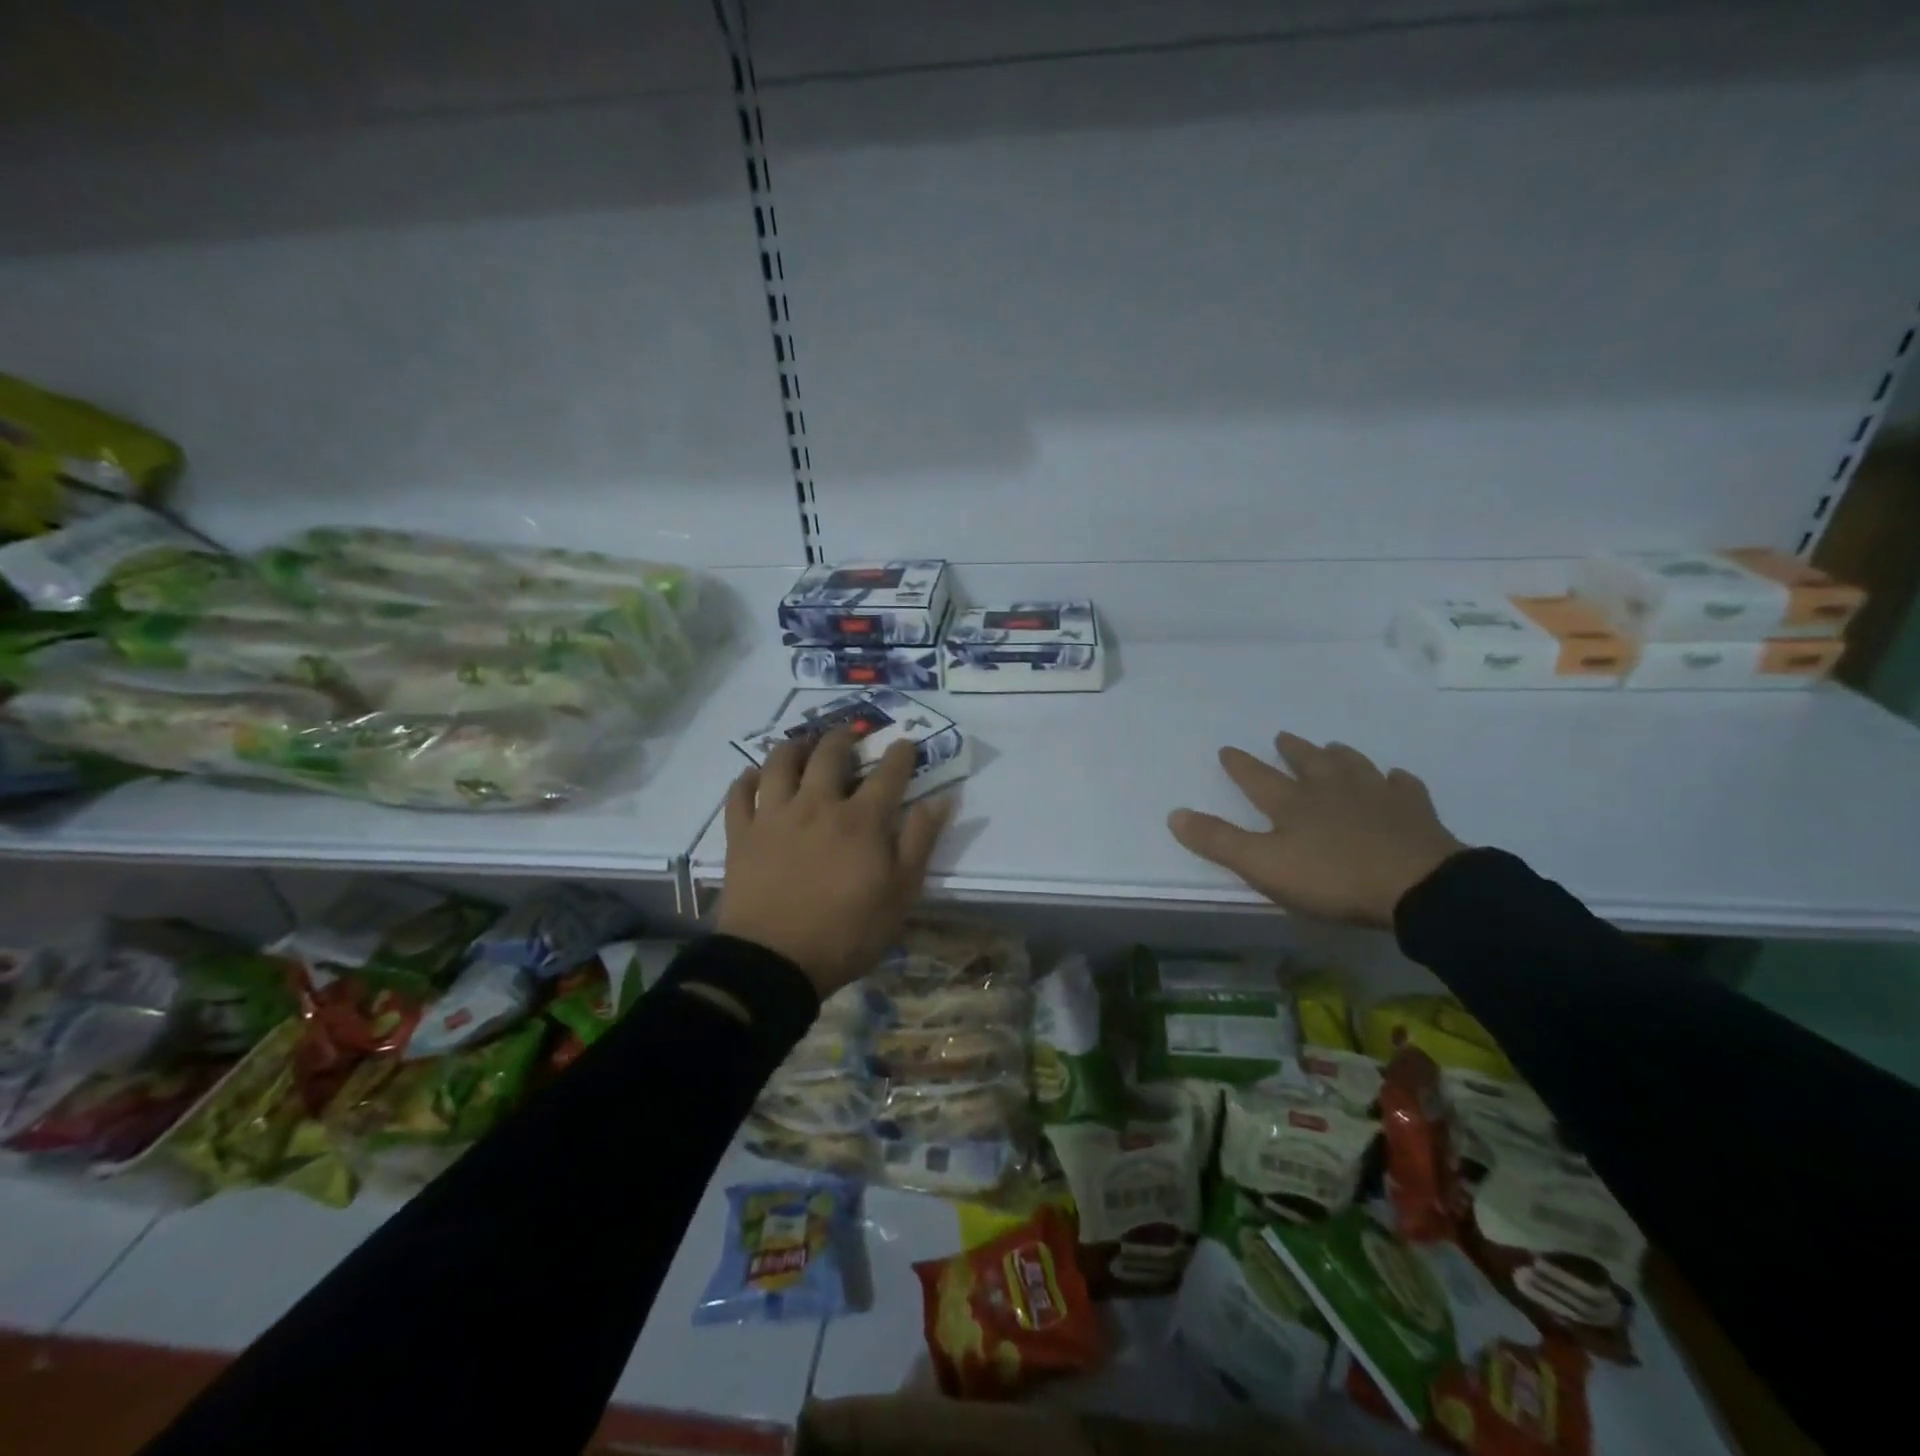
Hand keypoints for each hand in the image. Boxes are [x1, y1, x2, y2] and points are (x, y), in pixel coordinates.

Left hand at [718, 728, 952, 996]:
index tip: (905, 744)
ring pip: (779, 763)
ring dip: (793, 746)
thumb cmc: (848, 932)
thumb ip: (920, 841)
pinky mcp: (741, 835)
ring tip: (802, 742)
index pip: (888, 773)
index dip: (900, 754)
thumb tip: (941, 799)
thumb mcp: (901, 893)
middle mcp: (817, 805)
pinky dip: (746, 780)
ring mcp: (774, 816)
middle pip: (830, 755)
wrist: (774, 962)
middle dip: (843, 737)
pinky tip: (753, 776)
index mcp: (861, 820)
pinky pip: (739, 795)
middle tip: (849, 732)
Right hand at [1167, 733, 1465, 927]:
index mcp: (1292, 803)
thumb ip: (1219, 841)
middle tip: (1283, 737)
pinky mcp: (1414, 812)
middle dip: (1292, 750)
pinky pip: (1403, 787)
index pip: (1257, 778)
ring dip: (1340, 755)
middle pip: (1308, 763)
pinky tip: (1396, 778)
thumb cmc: (1332, 878)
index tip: (1227, 749)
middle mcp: (1331, 790)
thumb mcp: (1264, 866)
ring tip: (1333, 747)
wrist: (1417, 887)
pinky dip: (1395, 780)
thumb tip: (1174, 814)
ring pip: (1353, 766)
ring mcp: (1376, 797)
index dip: (1239, 765)